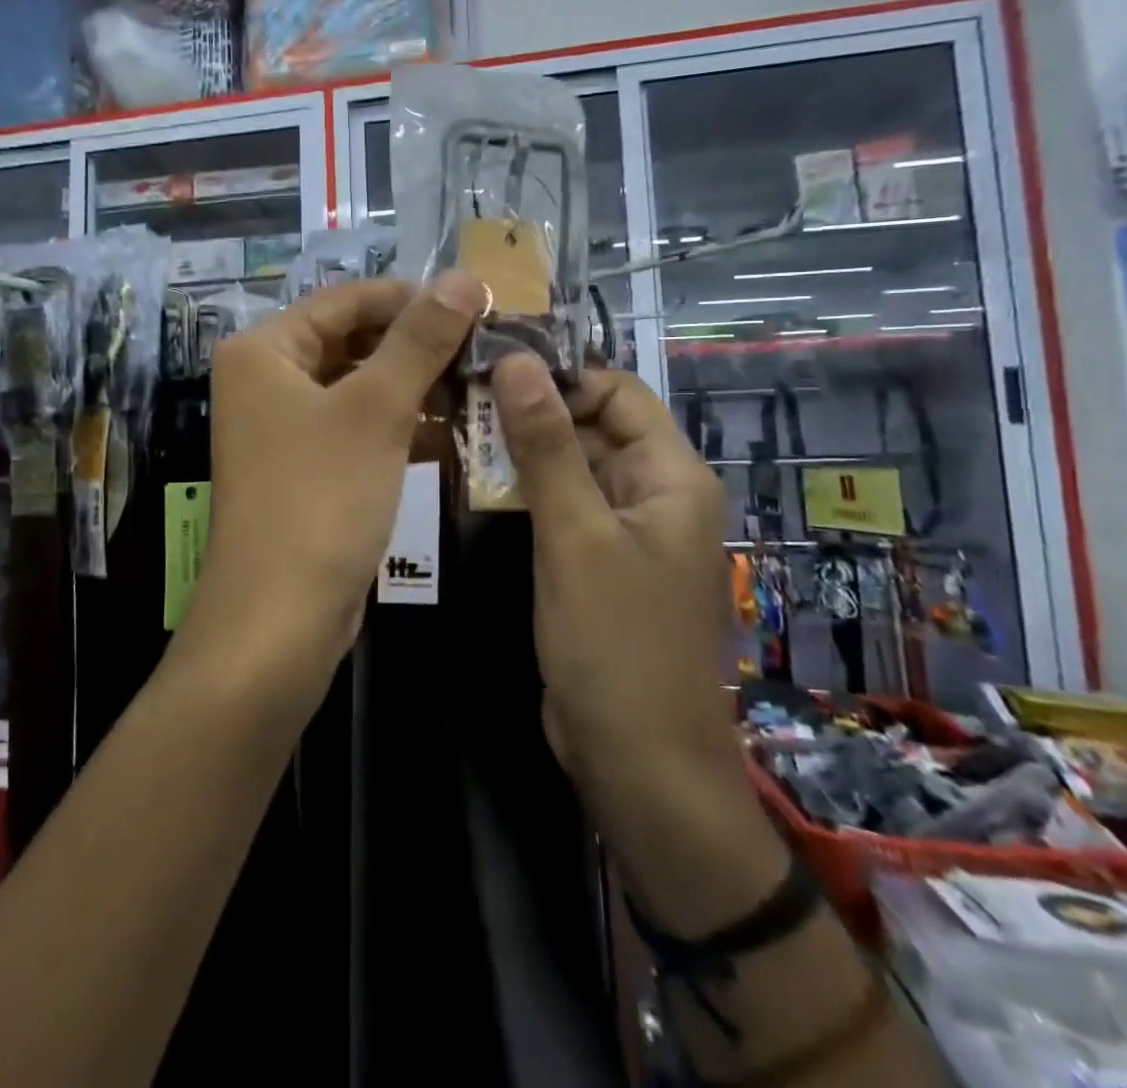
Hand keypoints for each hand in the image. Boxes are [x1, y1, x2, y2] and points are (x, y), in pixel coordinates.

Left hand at [181, 273, 483, 712]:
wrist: (278, 620)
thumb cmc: (321, 498)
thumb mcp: (376, 409)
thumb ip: (420, 339)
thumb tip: (463, 277)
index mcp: (264, 350)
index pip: (347, 300)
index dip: (412, 297)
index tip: (479, 304)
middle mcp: (266, 381)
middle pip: (352, 342)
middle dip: (419, 346)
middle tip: (488, 349)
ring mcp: (283, 429)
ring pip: (360, 389)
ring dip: (416, 388)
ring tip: (482, 387)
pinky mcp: (306, 470)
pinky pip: (358, 431)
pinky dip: (400, 428)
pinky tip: (453, 433)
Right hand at [490, 354, 738, 791]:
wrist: (640, 764)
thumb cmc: (615, 643)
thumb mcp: (575, 535)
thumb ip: (545, 446)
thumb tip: (516, 362)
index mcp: (671, 476)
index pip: (615, 391)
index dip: (556, 376)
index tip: (487, 372)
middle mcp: (654, 493)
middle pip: (590, 426)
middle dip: (528, 413)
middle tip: (456, 402)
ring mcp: (624, 531)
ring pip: (570, 467)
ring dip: (519, 452)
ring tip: (455, 434)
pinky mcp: (597, 563)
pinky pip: (562, 508)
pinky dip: (524, 492)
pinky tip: (475, 484)